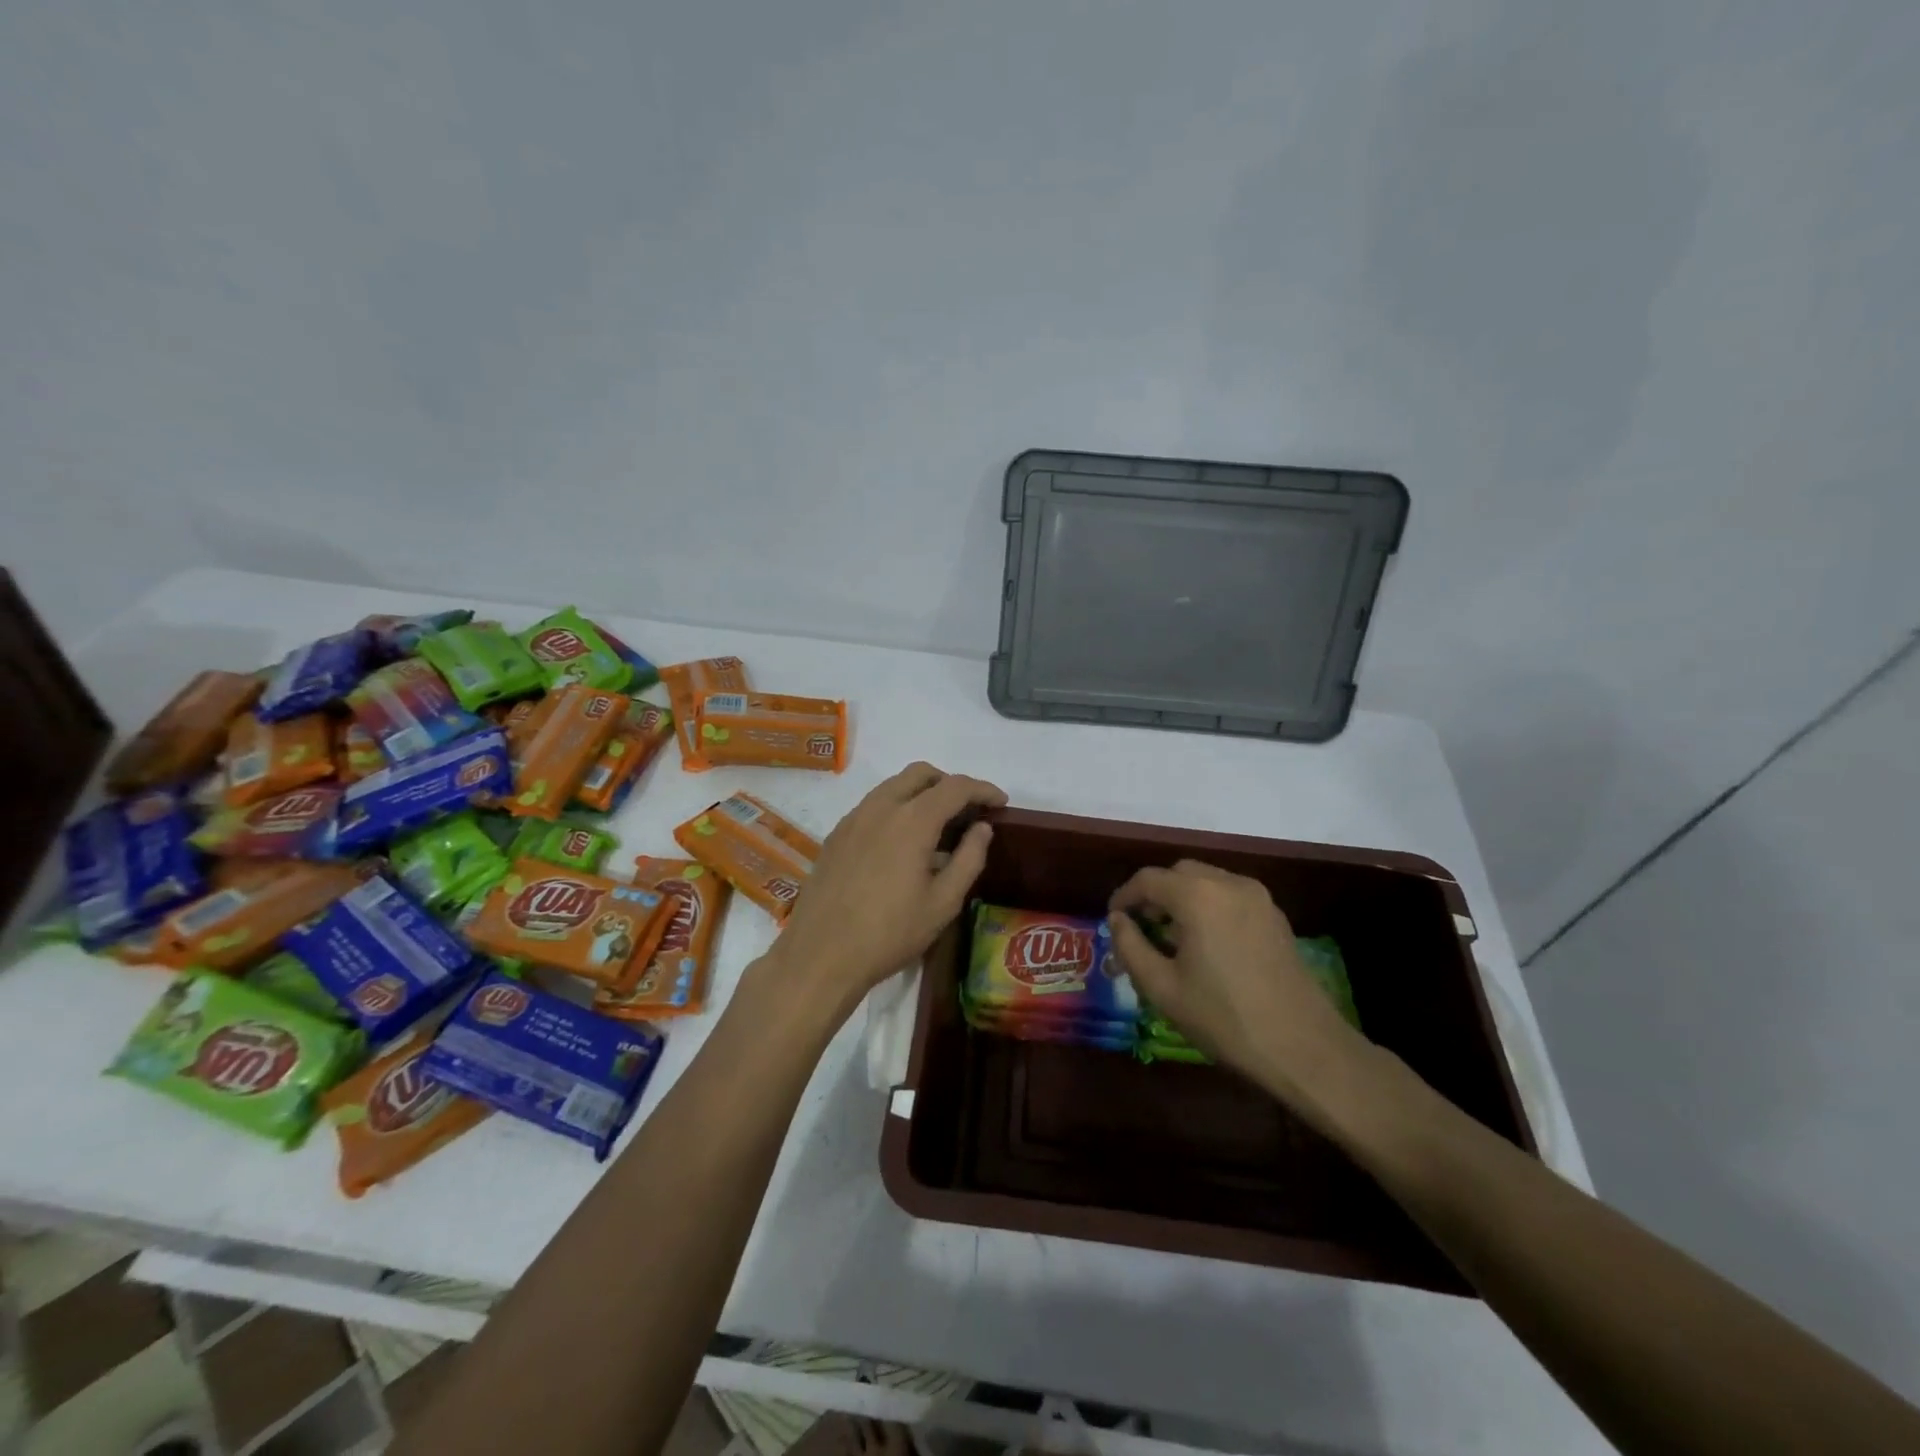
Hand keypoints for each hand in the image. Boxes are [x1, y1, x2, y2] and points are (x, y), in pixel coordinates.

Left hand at [767, 762, 1005, 1018]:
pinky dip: (896, 808)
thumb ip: (969, 859)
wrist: (821, 954)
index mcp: (912, 820)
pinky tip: (901, 844)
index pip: (955, 787)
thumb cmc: (890, 933)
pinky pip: (873, 805)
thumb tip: (982, 828)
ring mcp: (853, 818)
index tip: (1000, 803)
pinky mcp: (836, 835)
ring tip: (937, 826)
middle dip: (949, 783)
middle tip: (968, 811)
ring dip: (920, 793)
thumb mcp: (943, 902)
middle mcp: (881, 807)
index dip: (982, 790)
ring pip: (893, 786)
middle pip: (920, 774)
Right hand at [1109, 860, 1371, 1119]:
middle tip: (1141, 927)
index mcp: (1197, 896)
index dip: (1124, 896)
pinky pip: (1231, 895)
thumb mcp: (1162, 988)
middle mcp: (1228, 883)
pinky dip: (1209, 906)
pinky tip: (1207, 944)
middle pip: (1179, 873)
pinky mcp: (1275, 916)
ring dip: (1182, 898)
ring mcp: (1258, 898)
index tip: (1113, 920)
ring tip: (1172, 937)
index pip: (1148, 879)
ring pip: (1207, 880)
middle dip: (1155, 893)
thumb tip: (1118, 920)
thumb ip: (1130, 947)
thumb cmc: (1223, 1018)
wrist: (1303, 1047)